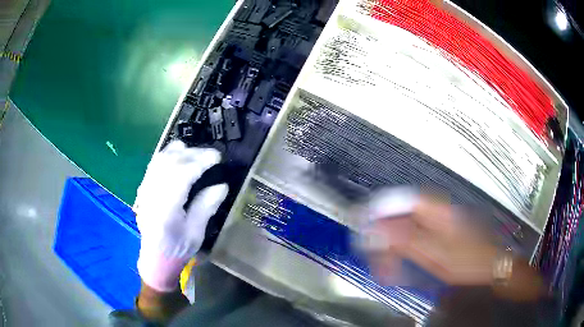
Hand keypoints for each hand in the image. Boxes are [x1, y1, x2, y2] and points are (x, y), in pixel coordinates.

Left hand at [135, 140, 227, 291]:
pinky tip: (179, 157)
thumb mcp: (196, 234)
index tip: (217, 157)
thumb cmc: (177, 250)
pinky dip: (168, 155)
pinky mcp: (143, 188)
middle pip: (171, 162)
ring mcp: (145, 189)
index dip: (201, 161)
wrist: (155, 258)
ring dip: (180, 151)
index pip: (182, 174)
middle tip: (211, 155)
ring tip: (196, 154)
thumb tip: (222, 185)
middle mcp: (152, 194)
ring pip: (160, 158)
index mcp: (166, 208)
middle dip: (193, 153)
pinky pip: (154, 163)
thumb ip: (206, 207)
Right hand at [362, 189, 545, 300]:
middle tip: (373, 258)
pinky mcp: (442, 236)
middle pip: (402, 217)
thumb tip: (378, 229)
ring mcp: (440, 224)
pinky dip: (405, 252)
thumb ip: (407, 240)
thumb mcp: (436, 253)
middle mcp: (437, 212)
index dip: (379, 208)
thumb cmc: (468, 260)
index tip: (361, 222)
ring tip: (386, 269)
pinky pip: (416, 240)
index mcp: (436, 211)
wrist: (492, 266)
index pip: (401, 201)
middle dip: (384, 237)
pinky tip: (402, 266)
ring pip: (408, 230)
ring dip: (394, 248)